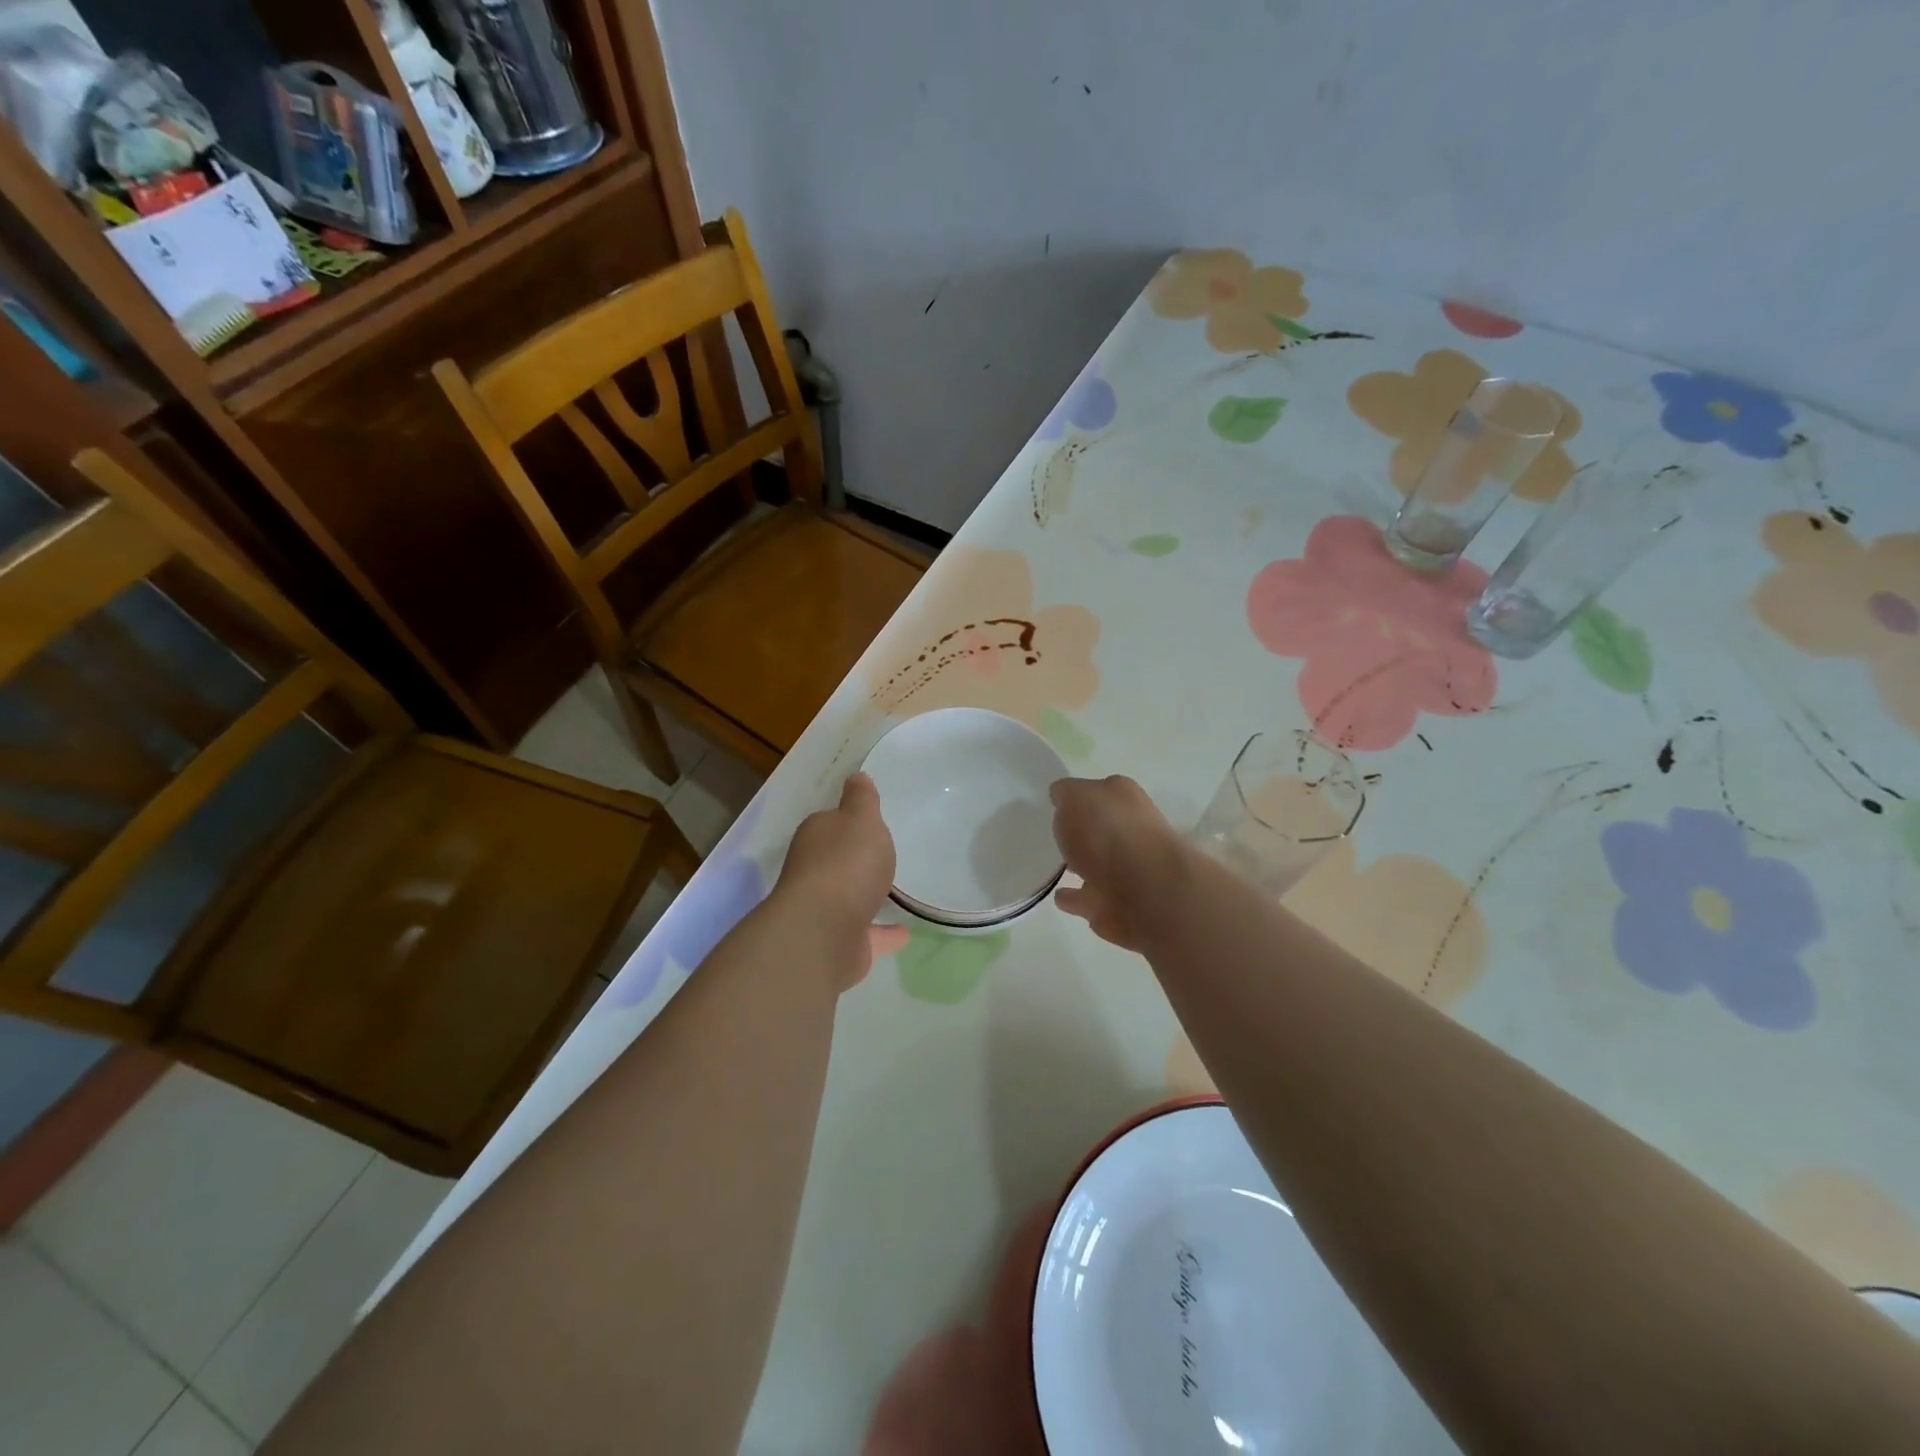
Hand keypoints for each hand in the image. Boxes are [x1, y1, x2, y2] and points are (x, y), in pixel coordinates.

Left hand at [777, 773, 910, 985]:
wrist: (824, 931)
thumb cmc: (846, 864)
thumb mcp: (861, 819)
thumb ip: (862, 799)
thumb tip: (856, 776)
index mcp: (816, 837)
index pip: (830, 823)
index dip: (848, 821)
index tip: (868, 822)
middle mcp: (813, 872)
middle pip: (835, 861)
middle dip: (853, 859)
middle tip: (881, 856)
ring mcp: (824, 911)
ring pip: (848, 899)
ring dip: (865, 895)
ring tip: (893, 893)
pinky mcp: (839, 944)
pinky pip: (867, 933)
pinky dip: (883, 932)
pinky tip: (905, 932)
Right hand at [1051, 775, 1191, 952]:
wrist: (1146, 889)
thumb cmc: (1108, 832)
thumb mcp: (1075, 797)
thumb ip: (1066, 794)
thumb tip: (1062, 795)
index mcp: (1125, 799)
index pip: (1100, 792)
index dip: (1080, 797)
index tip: (1059, 804)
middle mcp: (1133, 830)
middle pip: (1104, 829)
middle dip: (1084, 833)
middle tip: (1058, 836)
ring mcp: (1132, 871)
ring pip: (1100, 866)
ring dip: (1082, 867)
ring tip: (1057, 869)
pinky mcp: (1123, 906)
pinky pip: (1092, 899)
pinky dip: (1078, 899)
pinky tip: (1061, 897)